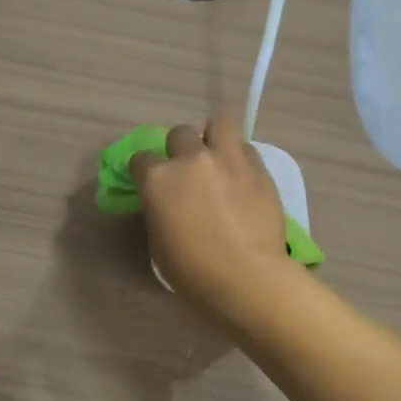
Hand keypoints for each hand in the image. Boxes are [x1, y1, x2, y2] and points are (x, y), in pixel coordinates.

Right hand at [129, 108, 298, 320]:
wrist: (248, 278)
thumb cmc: (193, 272)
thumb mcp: (158, 243)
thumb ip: (159, 211)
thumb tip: (165, 204)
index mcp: (158, 179)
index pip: (141, 158)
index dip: (144, 171)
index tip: (151, 185)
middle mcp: (190, 160)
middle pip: (179, 133)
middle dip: (179, 149)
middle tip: (187, 171)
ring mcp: (228, 160)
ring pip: (219, 121)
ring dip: (214, 136)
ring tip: (217, 157)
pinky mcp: (259, 169)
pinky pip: (247, 148)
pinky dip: (240, 157)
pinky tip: (242, 177)